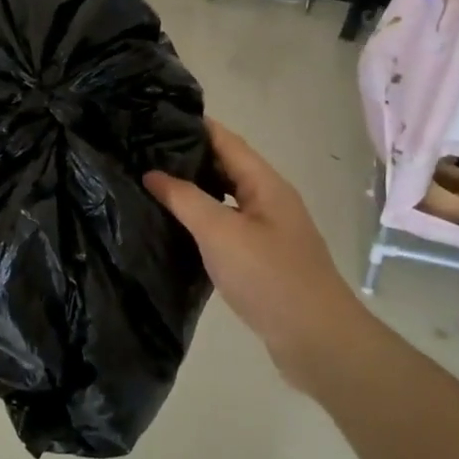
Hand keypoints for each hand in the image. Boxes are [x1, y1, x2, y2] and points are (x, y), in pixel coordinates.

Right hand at [145, 120, 361, 393]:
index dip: (193, 126)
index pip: (225, 140)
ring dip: (194, 190)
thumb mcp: (220, 233)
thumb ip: (185, 199)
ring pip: (225, 198)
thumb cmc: (269, 277)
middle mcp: (269, 200)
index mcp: (265, 184)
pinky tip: (177, 228)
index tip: (154, 118)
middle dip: (188, 157)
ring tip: (152, 185)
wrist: (316, 339)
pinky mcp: (262, 258)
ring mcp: (268, 230)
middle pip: (226, 167)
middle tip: (142, 152)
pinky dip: (202, 220)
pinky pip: (227, 226)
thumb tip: (153, 173)